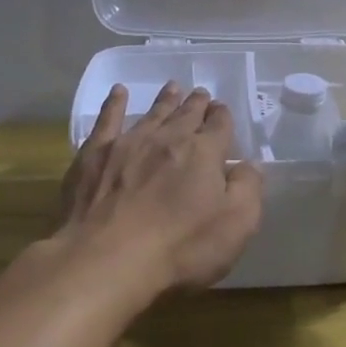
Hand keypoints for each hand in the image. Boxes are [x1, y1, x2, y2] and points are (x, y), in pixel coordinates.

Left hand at [57, 82, 263, 295]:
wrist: (108, 259)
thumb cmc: (180, 248)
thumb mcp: (236, 226)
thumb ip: (248, 189)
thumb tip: (250, 164)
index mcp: (204, 153)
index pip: (220, 125)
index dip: (223, 117)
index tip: (222, 111)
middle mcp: (168, 138)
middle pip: (187, 114)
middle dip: (196, 104)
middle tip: (200, 94)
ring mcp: (129, 143)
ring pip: (153, 113)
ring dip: (165, 100)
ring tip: (172, 88)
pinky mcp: (95, 154)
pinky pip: (107, 119)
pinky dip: (114, 103)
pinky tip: (118, 92)